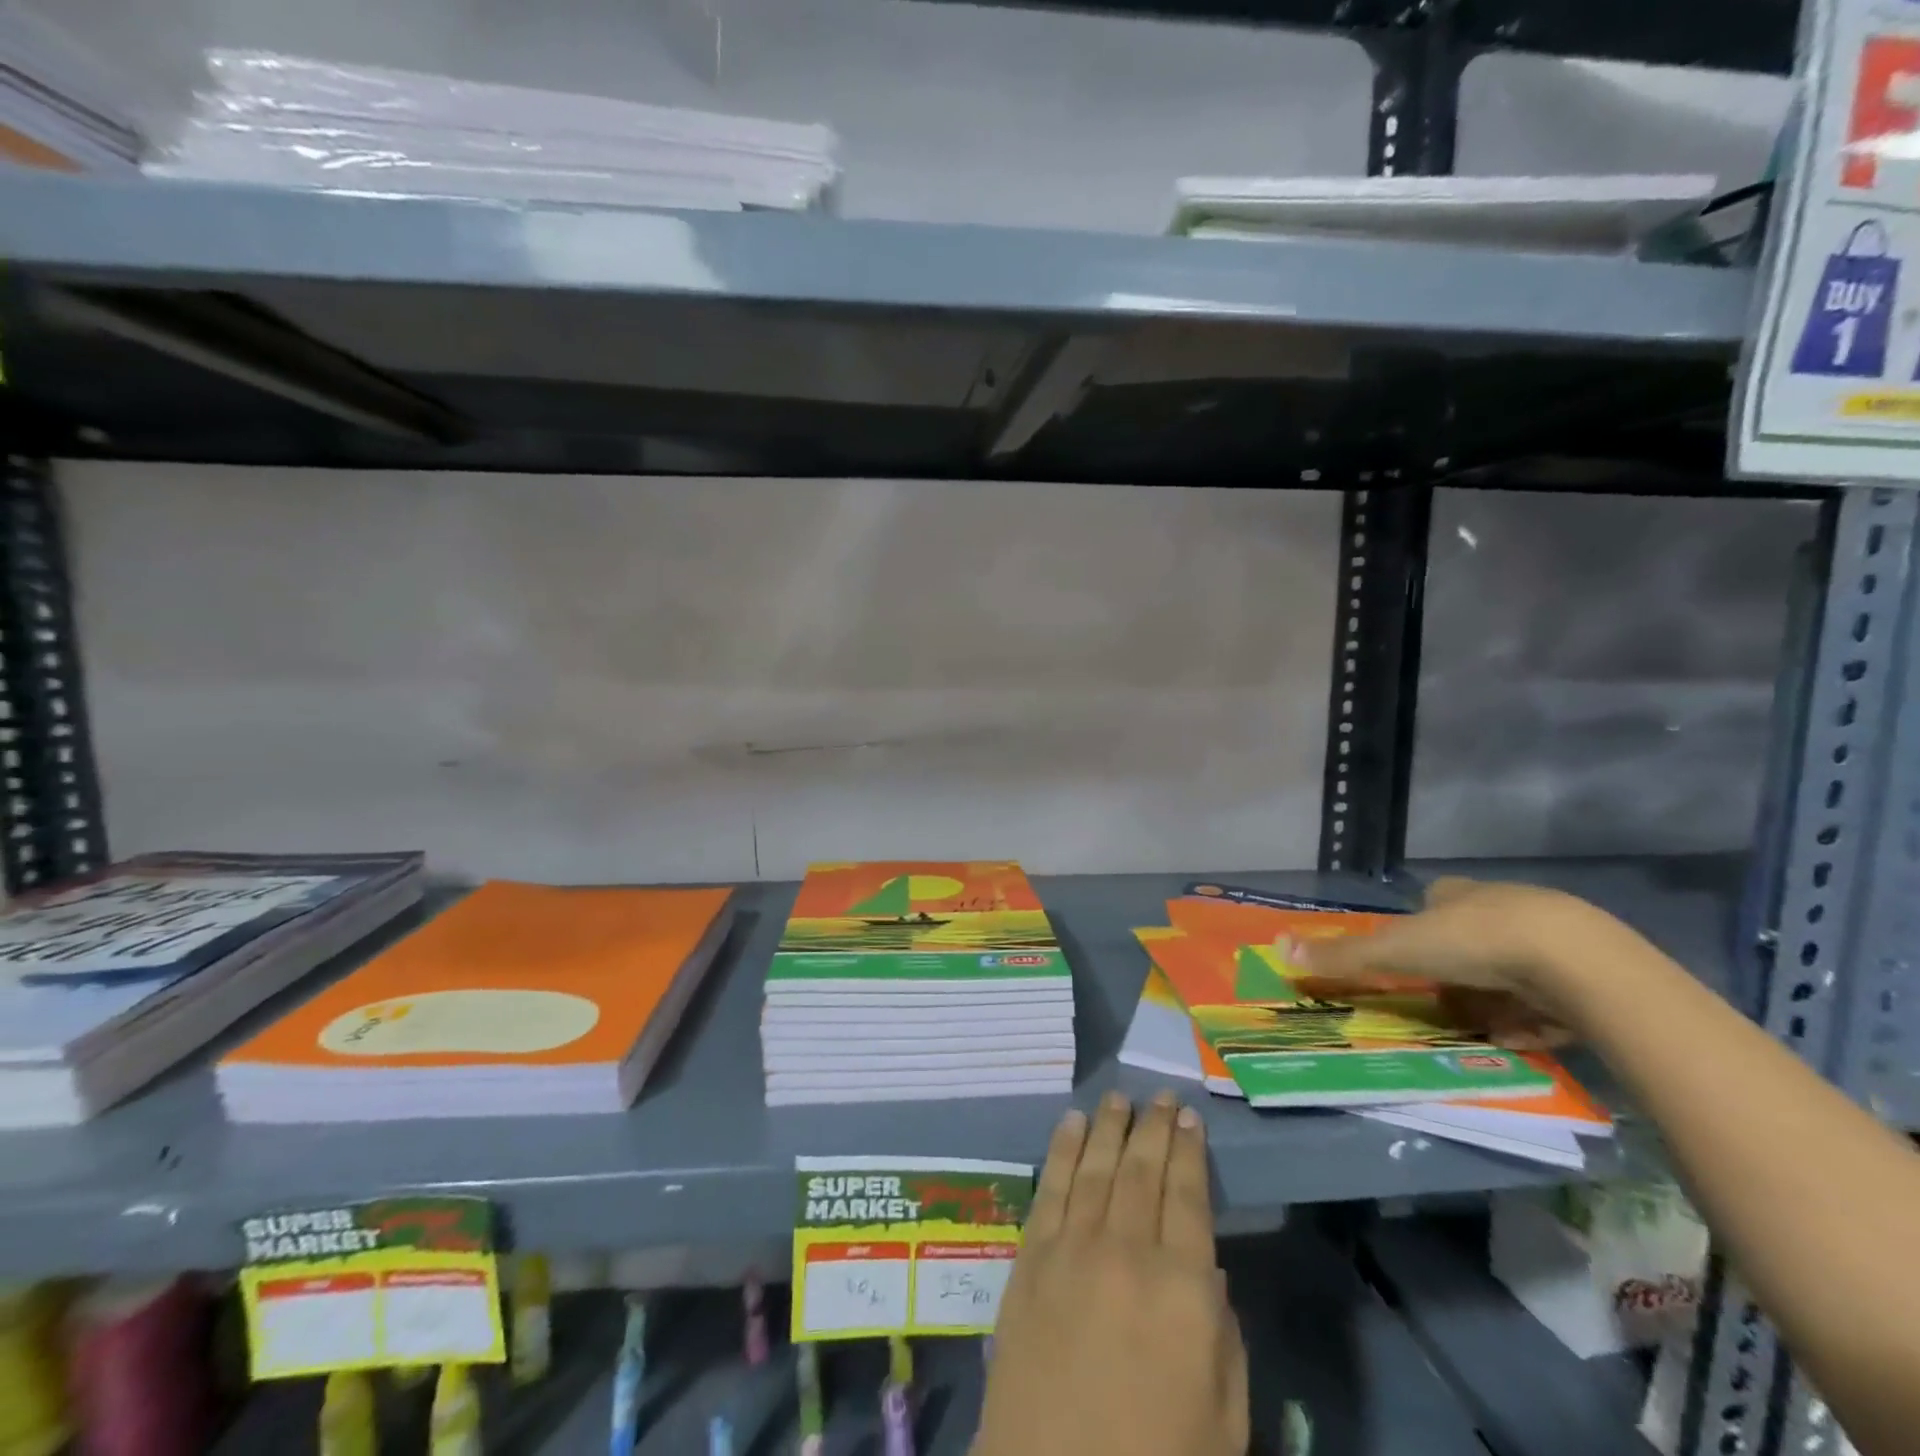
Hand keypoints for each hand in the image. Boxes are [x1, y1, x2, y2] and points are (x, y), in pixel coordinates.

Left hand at [972, 1091, 1247, 1455]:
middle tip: (1160, 1095)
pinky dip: (1063, 1149)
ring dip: (1109, 1127)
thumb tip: (1207, 1268)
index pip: (1189, 1197)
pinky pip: (1051, 1187)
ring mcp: (1073, 1248)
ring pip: (1096, 1167)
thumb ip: (1222, 1335)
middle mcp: (1127, 1251)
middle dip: (1153, 1127)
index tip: (1190, 1118)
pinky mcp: (1031, 1256)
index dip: (1190, 1152)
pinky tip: (1072, 1124)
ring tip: (1118, 1098)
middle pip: (1142, 1170)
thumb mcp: (1223, 1419)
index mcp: (1182, 1289)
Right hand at [1295, 877, 1605, 1030]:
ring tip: (1483, 1028)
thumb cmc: (1474, 943)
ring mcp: (1550, 940)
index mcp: (1459, 894)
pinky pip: (1552, 1000)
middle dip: (1456, 971)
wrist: (1579, 964)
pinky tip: (1524, 1037)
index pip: (1435, 902)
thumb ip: (1344, 956)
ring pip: (1511, 971)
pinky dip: (1534, 1019)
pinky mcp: (1589, 975)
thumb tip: (1277, 948)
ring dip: (1494, 1000)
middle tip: (1442, 1001)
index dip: (1421, 928)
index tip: (1412, 959)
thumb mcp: (1397, 951)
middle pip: (1470, 938)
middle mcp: (1503, 908)